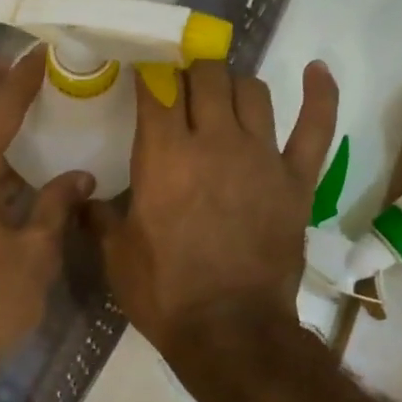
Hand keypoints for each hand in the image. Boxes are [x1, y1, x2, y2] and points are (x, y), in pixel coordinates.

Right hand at [90, 60, 337, 368]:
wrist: (228, 331)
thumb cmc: (163, 292)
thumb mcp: (116, 255)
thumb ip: (99, 216)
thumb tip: (82, 198)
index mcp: (164, 156)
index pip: (156, 89)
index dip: (148, 73)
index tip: (142, 71)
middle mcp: (214, 142)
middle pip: (206, 77)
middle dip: (190, 70)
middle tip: (180, 83)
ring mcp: (261, 157)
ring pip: (252, 91)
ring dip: (233, 83)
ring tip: (221, 92)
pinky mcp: (297, 179)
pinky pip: (315, 125)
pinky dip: (320, 94)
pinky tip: (316, 70)